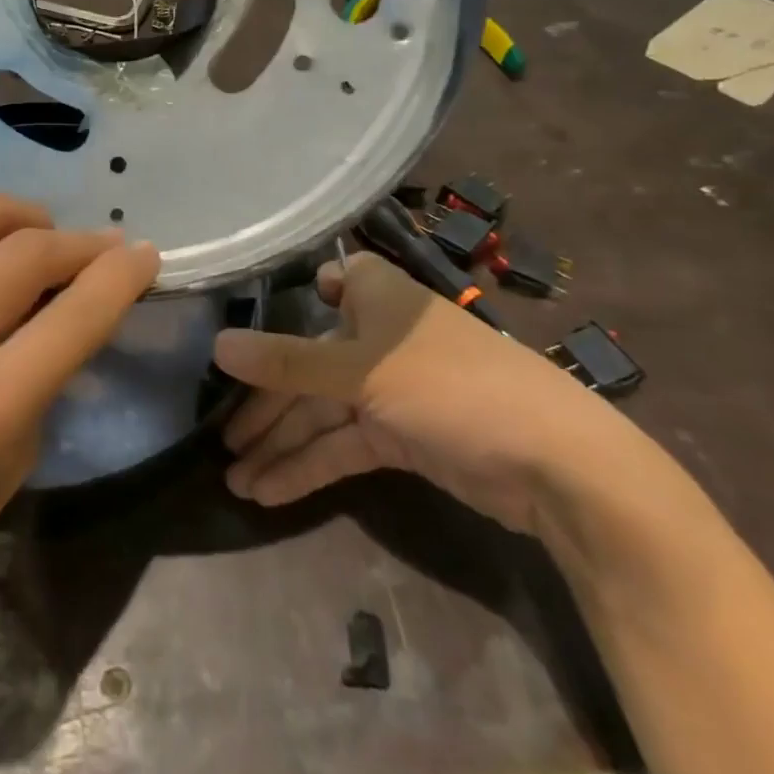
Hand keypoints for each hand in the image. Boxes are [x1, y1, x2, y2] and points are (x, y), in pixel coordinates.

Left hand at [0, 191, 158, 661]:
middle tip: (100, 250)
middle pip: (25, 251)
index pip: (74, 314)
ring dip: (21, 216)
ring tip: (39, 236)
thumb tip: (72, 307)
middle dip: (80, 243)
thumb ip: (46, 379)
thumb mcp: (8, 471)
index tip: (146, 256)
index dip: (122, 276)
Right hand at [216, 252, 645, 535]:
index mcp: (377, 298)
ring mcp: (390, 389)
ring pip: (321, 411)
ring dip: (280, 444)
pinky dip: (309, 466)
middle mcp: (379, 337)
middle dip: (266, 404)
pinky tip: (268, 492)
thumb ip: (286, 362)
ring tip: (234, 482)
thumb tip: (217, 345)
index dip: (292, 298)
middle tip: (220, 442)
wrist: (556, 469)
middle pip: (308, 363)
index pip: (329, 281)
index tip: (250, 326)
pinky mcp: (400, 437)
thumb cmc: (452, 386)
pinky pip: (342, 446)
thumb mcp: (360, 372)